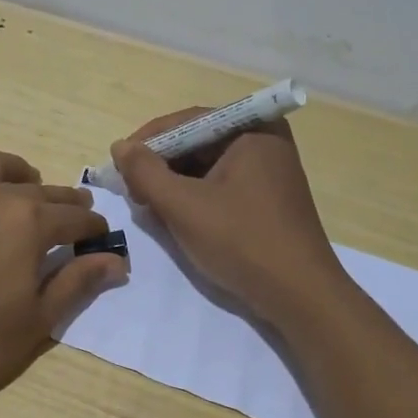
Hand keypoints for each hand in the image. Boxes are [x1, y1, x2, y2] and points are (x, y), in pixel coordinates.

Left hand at [0, 150, 128, 397]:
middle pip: (40, 189)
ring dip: (12, 170)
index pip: (74, 218)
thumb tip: (116, 261)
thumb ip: (76, 284)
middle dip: (63, 199)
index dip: (93, 227)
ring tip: (21, 181)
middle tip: (75, 208)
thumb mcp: (36, 321)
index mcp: (30, 223)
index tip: (102, 235)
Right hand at [111, 112, 344, 325]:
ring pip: (207, 167)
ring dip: (174, 184)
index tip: (117, 163)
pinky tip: (174, 217)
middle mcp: (265, 141)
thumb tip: (120, 147)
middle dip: (160, 165)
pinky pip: (221, 186)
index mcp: (253, 130)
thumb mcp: (183, 205)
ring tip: (148, 206)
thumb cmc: (241, 241)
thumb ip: (145, 172)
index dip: (147, 141)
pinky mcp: (267, 199)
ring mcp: (269, 172)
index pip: (187, 121)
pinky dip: (194, 198)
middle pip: (197, 142)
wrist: (300, 296)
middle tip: (131, 189)